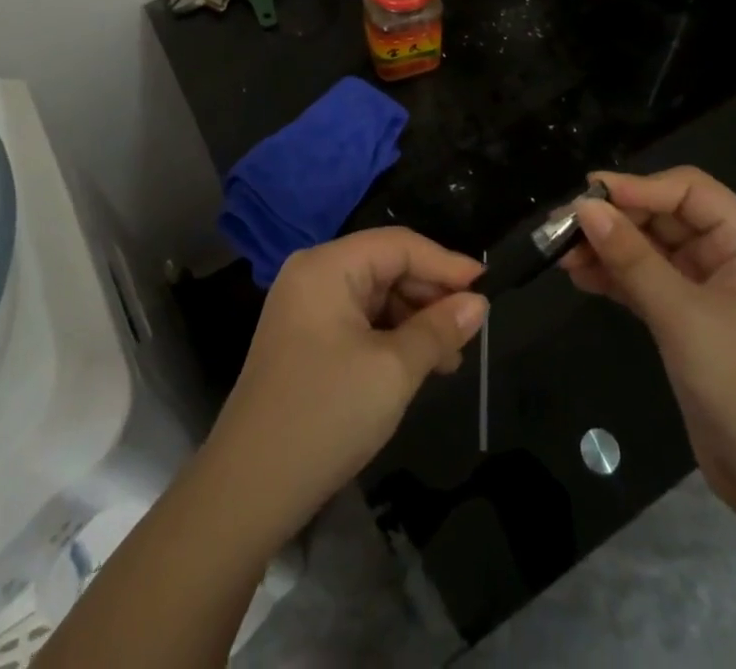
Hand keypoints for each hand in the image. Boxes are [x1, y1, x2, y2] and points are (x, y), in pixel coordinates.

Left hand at [205, 228, 486, 542]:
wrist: (248, 489)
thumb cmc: (326, 415)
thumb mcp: (393, 371)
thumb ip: (438, 329)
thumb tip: (478, 303)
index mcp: (328, 266)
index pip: (399, 245)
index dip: (445, 263)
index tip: (487, 287)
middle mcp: (313, 274)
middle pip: (385, 265)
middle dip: (429, 296)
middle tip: (468, 332)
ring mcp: (304, 306)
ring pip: (374, 295)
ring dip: (413, 320)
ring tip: (448, 358)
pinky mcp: (303, 338)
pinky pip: (358, 319)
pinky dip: (389, 336)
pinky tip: (415, 365)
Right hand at [561, 167, 735, 511]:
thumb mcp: (682, 316)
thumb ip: (632, 258)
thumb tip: (585, 207)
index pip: (690, 191)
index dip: (640, 187)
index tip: (589, 195)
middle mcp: (728, 258)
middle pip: (666, 217)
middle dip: (617, 218)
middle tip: (564, 225)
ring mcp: (706, 291)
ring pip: (650, 250)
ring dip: (609, 248)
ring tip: (562, 252)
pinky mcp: (687, 321)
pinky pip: (646, 282)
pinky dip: (614, 277)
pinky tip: (579, 276)